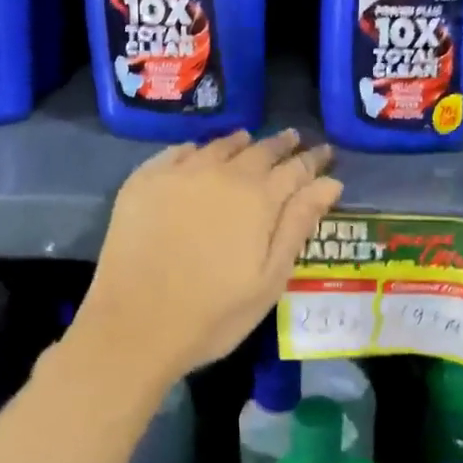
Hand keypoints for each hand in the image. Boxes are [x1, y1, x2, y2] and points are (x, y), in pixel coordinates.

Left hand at [80, 131, 343, 382]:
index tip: (326, 151)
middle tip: (293, 138)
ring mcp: (180, 173)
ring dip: (240, 142)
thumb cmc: (213, 313)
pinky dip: (196, 149)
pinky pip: (178, 152)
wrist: (133, 324)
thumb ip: (298, 225)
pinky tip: (197, 152)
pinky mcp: (144, 181)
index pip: (296, 169)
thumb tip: (329, 183)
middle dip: (281, 145)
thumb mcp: (269, 279)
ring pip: (218, 146)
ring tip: (249, 139)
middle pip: (259, 150)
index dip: (313, 160)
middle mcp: (222, 174)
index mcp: (258, 199)